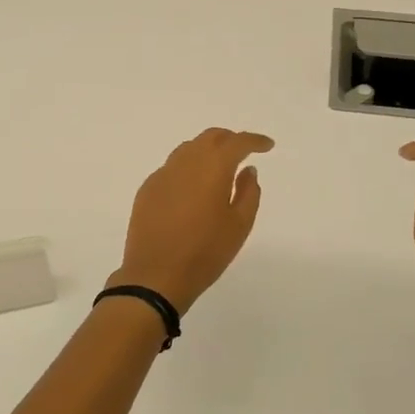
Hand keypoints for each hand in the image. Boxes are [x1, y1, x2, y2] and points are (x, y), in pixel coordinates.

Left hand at [108, 129, 273, 312]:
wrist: (155, 275)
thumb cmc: (205, 252)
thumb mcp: (239, 226)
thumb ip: (248, 193)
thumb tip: (247, 170)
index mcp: (212, 167)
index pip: (236, 142)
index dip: (254, 140)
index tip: (267, 145)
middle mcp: (185, 162)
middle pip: (210, 137)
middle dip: (229, 139)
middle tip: (243, 151)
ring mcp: (162, 174)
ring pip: (188, 149)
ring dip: (207, 151)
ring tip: (219, 168)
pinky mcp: (147, 189)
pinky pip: (172, 168)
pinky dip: (188, 168)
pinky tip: (192, 188)